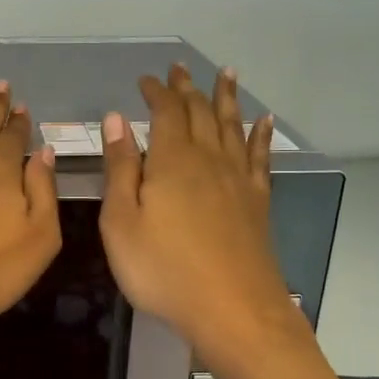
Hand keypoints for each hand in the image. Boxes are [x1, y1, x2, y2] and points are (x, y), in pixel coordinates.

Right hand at [99, 64, 299, 360]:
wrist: (232, 309)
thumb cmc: (163, 269)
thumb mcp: (122, 222)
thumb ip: (120, 168)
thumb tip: (115, 120)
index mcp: (173, 161)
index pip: (166, 112)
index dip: (156, 92)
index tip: (146, 80)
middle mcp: (209, 160)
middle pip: (201, 113)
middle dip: (188, 89)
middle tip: (181, 69)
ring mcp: (238, 180)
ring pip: (232, 127)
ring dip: (227, 98)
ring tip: (227, 74)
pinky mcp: (257, 202)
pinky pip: (259, 156)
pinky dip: (260, 135)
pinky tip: (263, 123)